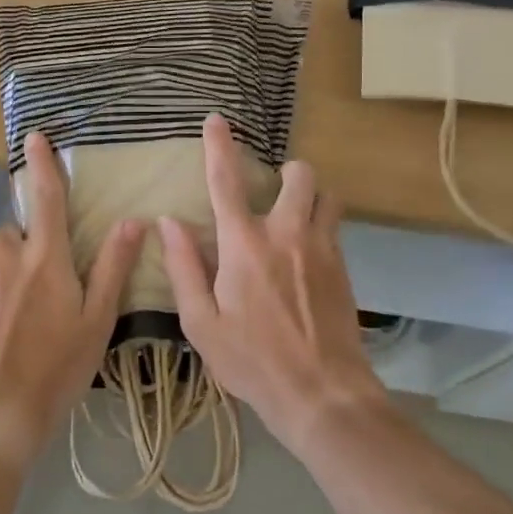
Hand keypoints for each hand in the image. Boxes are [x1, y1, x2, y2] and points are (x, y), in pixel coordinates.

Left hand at [0, 132, 145, 463]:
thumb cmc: (56, 366)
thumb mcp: (97, 319)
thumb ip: (113, 266)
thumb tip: (132, 220)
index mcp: (44, 256)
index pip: (45, 197)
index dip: (42, 164)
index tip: (34, 135)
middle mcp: (5, 258)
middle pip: (19, 235)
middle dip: (33, 249)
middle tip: (51, 291)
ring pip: (0, 266)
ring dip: (13, 280)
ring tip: (29, 326)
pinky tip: (6, 341)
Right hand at [160, 115, 389, 458]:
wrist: (323, 394)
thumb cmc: (252, 362)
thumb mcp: (202, 323)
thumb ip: (184, 267)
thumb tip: (168, 222)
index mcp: (243, 245)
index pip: (226, 182)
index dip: (218, 146)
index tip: (215, 119)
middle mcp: (286, 233)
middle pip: (297, 175)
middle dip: (286, 173)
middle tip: (273, 194)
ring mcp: (321, 247)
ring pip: (326, 195)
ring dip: (311, 196)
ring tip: (296, 218)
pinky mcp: (344, 266)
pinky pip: (335, 226)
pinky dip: (321, 224)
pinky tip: (308, 256)